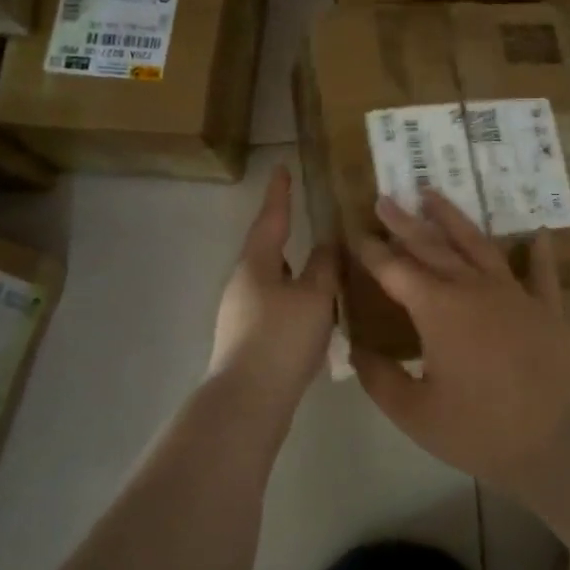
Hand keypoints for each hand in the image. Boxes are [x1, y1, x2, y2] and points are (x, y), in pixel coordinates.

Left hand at [208, 166, 337, 410]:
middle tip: (314, 225)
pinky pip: (277, 309)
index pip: (271, 219)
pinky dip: (297, 303)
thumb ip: (324, 266)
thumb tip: (327, 244)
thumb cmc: (281, 338)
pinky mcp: (248, 340)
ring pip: (275, 283)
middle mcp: (243, 284)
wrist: (248, 401)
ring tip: (327, 274)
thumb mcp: (314, 297)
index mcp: (256, 265)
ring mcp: (242, 314)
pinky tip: (317, 318)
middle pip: (269, 251)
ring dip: (298, 275)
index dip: (279, 194)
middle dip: (289, 237)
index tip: (281, 168)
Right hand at [351, 190, 569, 490]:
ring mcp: (514, 294)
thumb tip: (356, 348)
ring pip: (477, 245)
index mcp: (438, 310)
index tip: (354, 232)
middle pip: (432, 247)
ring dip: (453, 218)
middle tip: (385, 199)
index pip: (395, 270)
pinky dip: (537, 251)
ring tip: (433, 195)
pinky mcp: (546, 308)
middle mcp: (473, 289)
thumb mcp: (414, 413)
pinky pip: (540, 272)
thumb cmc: (480, 431)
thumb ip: (379, 377)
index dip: (371, 251)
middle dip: (404, 223)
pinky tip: (536, 232)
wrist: (559, 444)